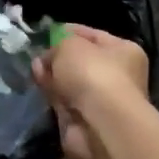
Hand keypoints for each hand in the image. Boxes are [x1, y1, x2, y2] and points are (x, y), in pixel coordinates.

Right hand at [33, 24, 150, 158]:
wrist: (100, 125)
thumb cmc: (93, 73)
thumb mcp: (69, 44)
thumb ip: (56, 46)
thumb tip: (45, 59)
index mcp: (124, 51)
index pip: (93, 35)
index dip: (68, 32)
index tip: (46, 33)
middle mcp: (118, 76)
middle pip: (81, 61)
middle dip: (58, 57)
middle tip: (38, 54)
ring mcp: (101, 100)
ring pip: (71, 82)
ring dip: (53, 76)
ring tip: (33, 69)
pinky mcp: (85, 120)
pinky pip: (64, 101)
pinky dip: (52, 94)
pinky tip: (38, 85)